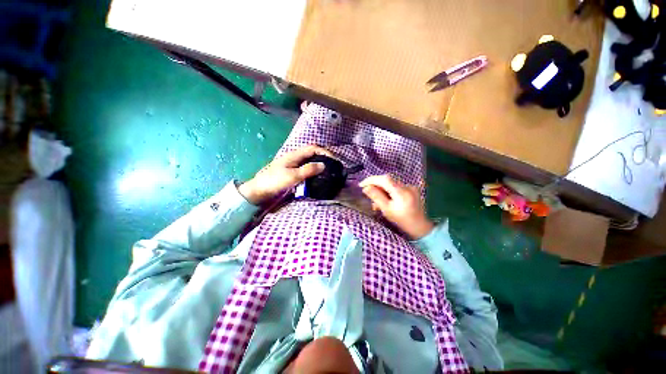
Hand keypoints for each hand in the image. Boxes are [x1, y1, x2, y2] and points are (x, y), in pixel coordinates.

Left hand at [239, 145, 333, 203]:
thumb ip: (308, 170)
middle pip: (312, 153)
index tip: (334, 160)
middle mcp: (295, 158)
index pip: (313, 148)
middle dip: (324, 157)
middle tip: (333, 166)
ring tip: (328, 171)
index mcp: (294, 155)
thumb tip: (324, 165)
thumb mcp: (293, 176)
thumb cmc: (274, 182)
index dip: (325, 151)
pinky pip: (306, 169)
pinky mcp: (292, 173)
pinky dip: (314, 171)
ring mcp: (293, 166)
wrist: (259, 192)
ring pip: (310, 162)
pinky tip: (317, 177)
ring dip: (319, 164)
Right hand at [360, 175, 433, 239]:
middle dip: (375, 185)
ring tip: (377, 202)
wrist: (420, 227)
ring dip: (381, 189)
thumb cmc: (402, 221)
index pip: (384, 179)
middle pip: (387, 180)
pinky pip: (396, 187)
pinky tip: (386, 200)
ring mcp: (411, 187)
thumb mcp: (387, 210)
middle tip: (367, 193)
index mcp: (401, 192)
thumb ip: (376, 197)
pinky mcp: (412, 189)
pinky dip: (389, 191)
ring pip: (391, 184)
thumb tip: (366, 187)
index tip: (361, 185)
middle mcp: (407, 186)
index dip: (371, 179)